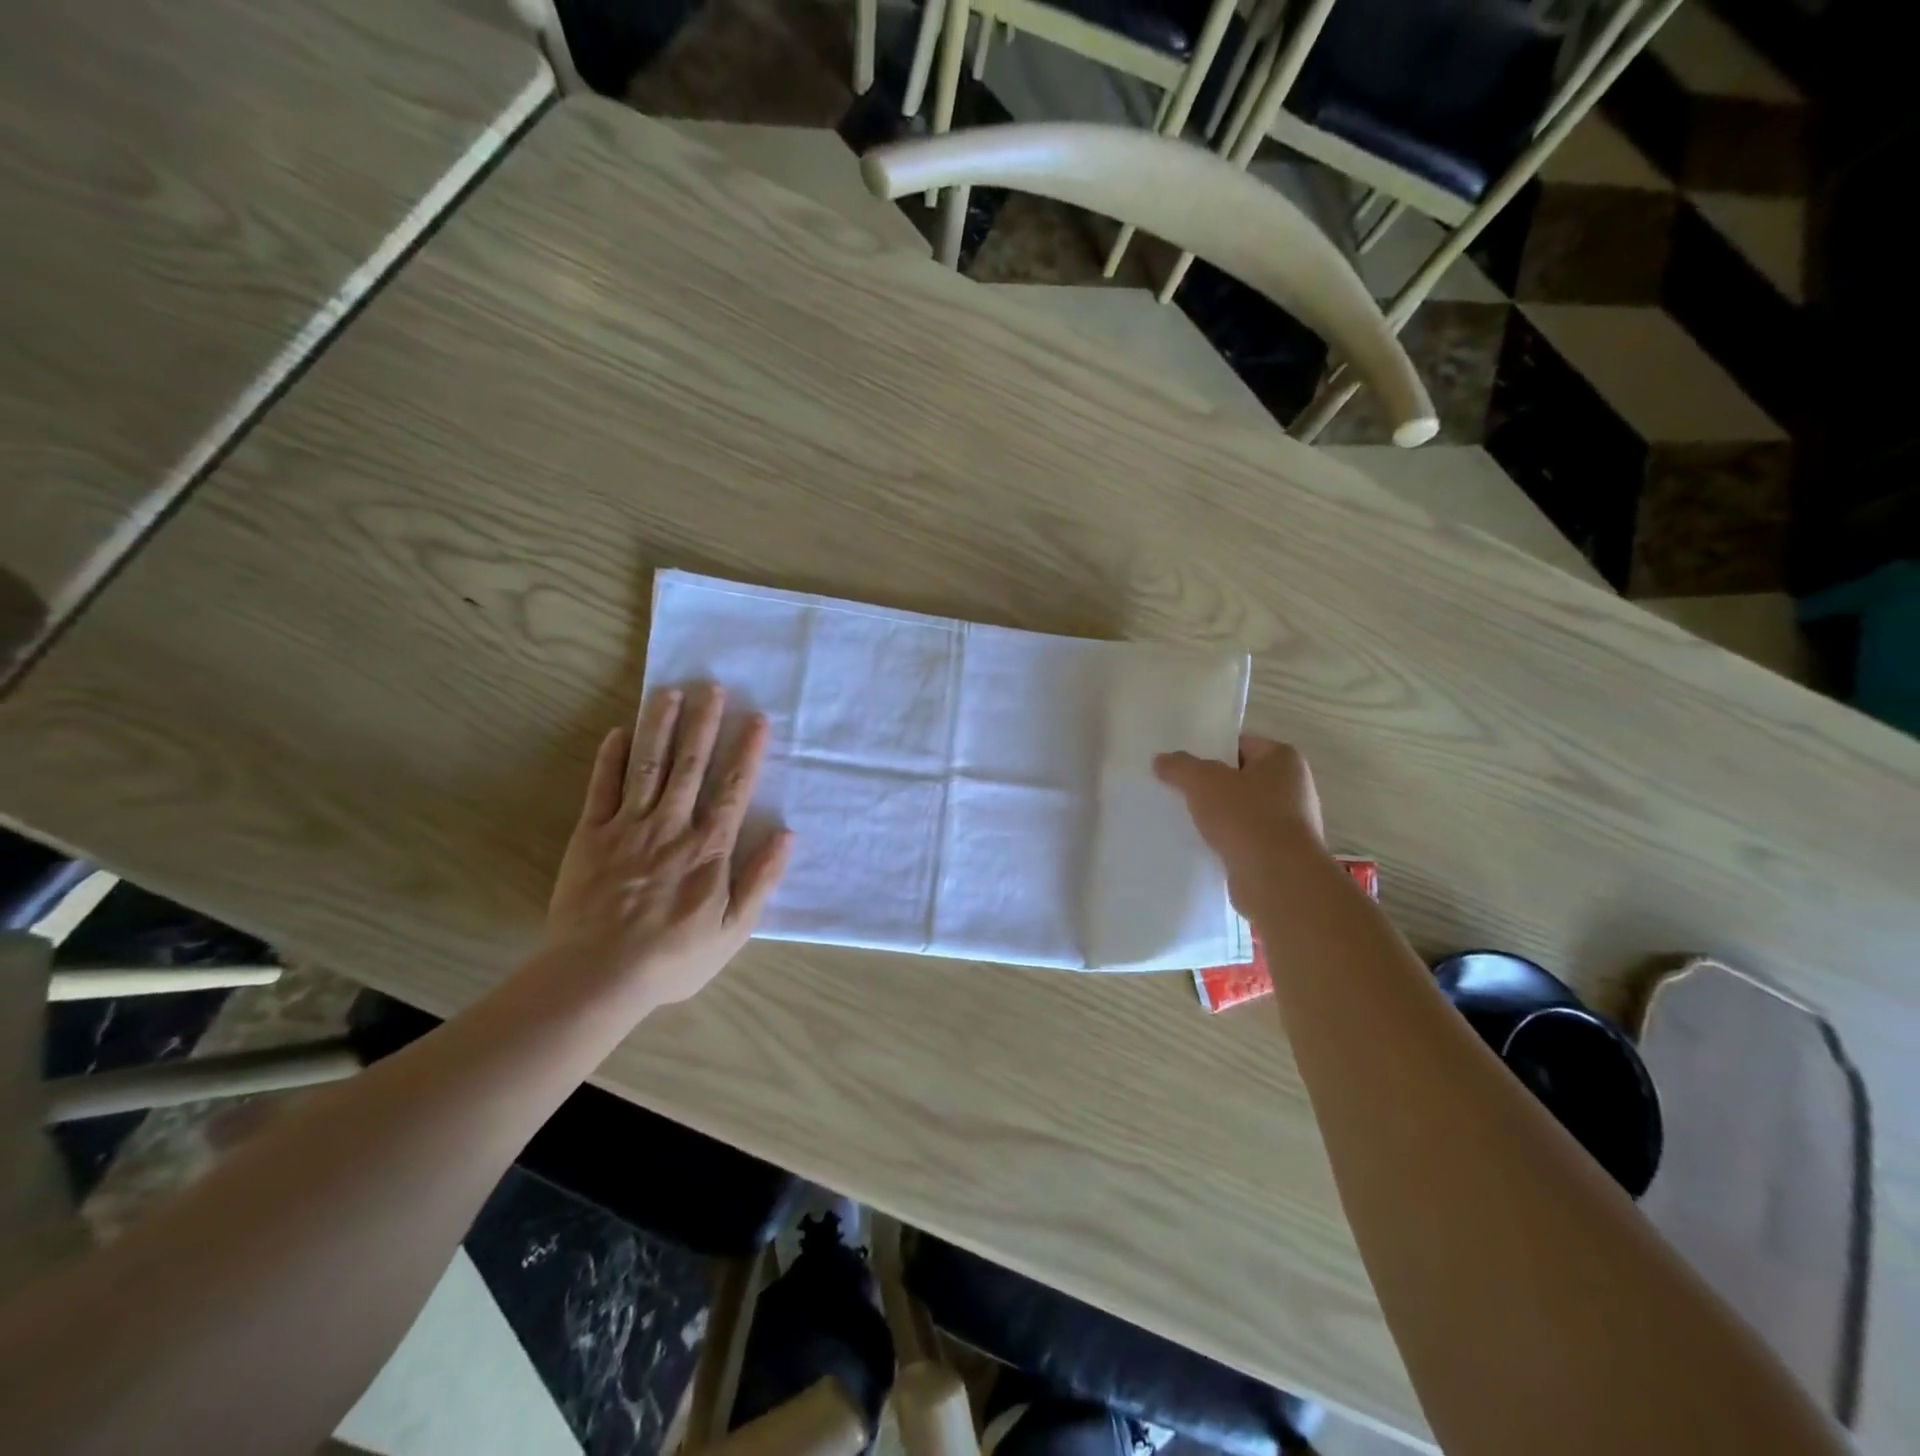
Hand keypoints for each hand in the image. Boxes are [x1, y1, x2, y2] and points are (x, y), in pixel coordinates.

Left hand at [546, 683, 791, 1006]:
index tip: (756, 718)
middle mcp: (671, 826)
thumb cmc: (673, 956)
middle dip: (703, 723)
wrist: (597, 975)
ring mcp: (627, 827)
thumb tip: (787, 834)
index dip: (747, 751)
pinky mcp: (590, 835)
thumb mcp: (733, 929)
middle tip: (711, 686)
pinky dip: (610, 758)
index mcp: (709, 848)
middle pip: (690, 765)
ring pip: (647, 765)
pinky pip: (601, 788)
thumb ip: (761, 879)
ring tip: (669, 691)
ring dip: (660, 726)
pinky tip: (619, 731)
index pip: (733, 788)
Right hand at [1154, 736, 1325, 910]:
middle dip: (1210, 785)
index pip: (1240, 744)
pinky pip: (1246, 838)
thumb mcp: (1202, 781)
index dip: (1210, 750)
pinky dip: (1227, 840)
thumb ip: (1179, 766)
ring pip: (1242, 810)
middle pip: (1240, 778)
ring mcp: (1290, 823)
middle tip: (1177, 790)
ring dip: (1217, 815)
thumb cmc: (1246, 817)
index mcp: (1283, 759)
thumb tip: (1161, 759)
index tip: (1182, 764)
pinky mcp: (1281, 853)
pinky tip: (1203, 845)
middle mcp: (1293, 787)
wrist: (1278, 879)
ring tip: (1185, 819)